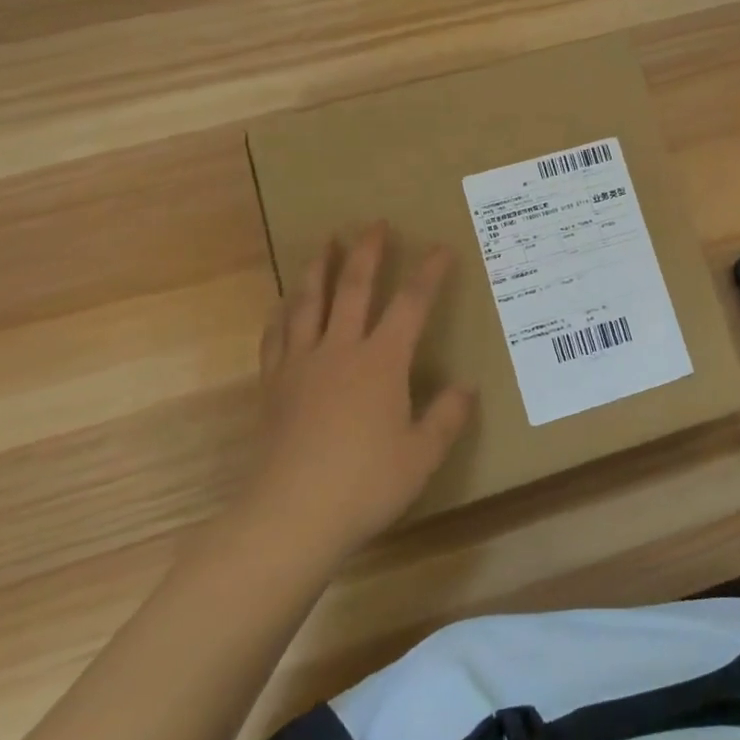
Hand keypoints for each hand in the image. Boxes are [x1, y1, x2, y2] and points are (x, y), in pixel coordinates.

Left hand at [239, 222, 473, 560]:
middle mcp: (340, 350)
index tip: (441, 248)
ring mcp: (301, 364)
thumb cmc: (365, 484)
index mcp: (381, 362)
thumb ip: (447, 418)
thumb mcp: (421, 455)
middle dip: (367, 253)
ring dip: (319, 268)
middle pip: (354, 288)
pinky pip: (277, 336)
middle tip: (374, 223)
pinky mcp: (273, 385)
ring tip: (325, 244)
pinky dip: (282, 312)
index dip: (428, 273)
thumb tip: (466, 388)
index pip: (411, 304)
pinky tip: (284, 303)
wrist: (290, 516)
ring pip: (309, 302)